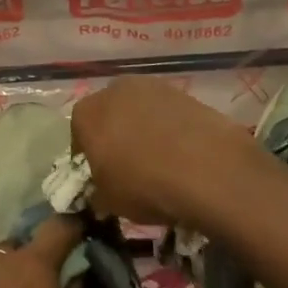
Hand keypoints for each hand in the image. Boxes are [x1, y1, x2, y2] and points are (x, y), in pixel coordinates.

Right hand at [71, 78, 256, 224]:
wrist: (209, 170)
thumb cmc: (144, 185)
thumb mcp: (109, 201)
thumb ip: (97, 191)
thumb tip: (101, 192)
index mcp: (86, 113)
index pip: (78, 133)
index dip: (88, 156)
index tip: (100, 176)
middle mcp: (114, 90)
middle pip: (109, 114)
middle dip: (115, 136)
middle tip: (129, 166)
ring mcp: (152, 86)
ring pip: (140, 111)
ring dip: (144, 130)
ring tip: (160, 161)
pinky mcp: (186, 93)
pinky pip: (169, 113)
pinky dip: (171, 129)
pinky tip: (184, 154)